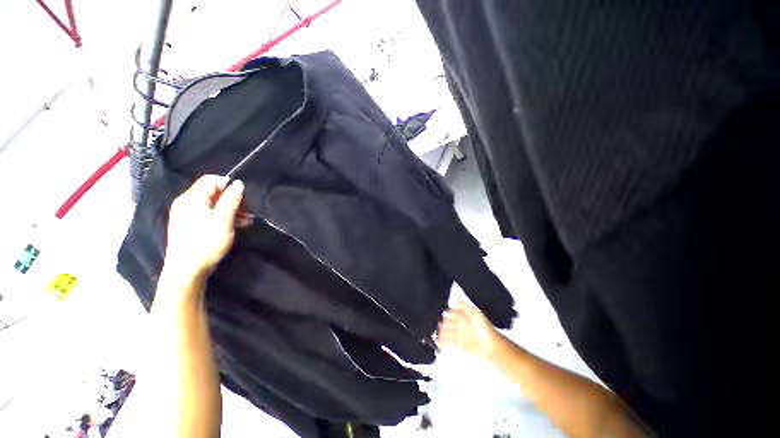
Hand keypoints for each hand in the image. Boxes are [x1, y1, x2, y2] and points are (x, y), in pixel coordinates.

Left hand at [163, 175, 244, 284]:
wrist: (187, 271)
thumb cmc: (205, 244)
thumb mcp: (222, 221)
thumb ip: (231, 200)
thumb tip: (238, 183)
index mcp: (191, 199)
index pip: (211, 180)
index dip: (229, 185)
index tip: (244, 197)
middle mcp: (186, 203)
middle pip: (212, 191)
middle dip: (232, 198)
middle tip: (248, 210)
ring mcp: (187, 214)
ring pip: (212, 203)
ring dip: (231, 208)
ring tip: (247, 219)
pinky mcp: (190, 224)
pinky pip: (209, 213)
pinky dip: (223, 216)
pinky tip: (237, 224)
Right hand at [437, 301, 499, 359]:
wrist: (492, 346)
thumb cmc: (485, 329)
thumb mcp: (476, 314)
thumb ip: (465, 307)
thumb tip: (455, 300)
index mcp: (463, 317)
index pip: (452, 312)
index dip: (446, 312)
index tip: (440, 312)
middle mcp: (460, 325)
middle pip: (447, 322)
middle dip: (442, 321)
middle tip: (436, 322)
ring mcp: (459, 335)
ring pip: (446, 332)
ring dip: (441, 331)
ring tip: (435, 331)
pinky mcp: (459, 344)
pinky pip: (449, 342)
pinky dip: (443, 342)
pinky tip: (438, 341)